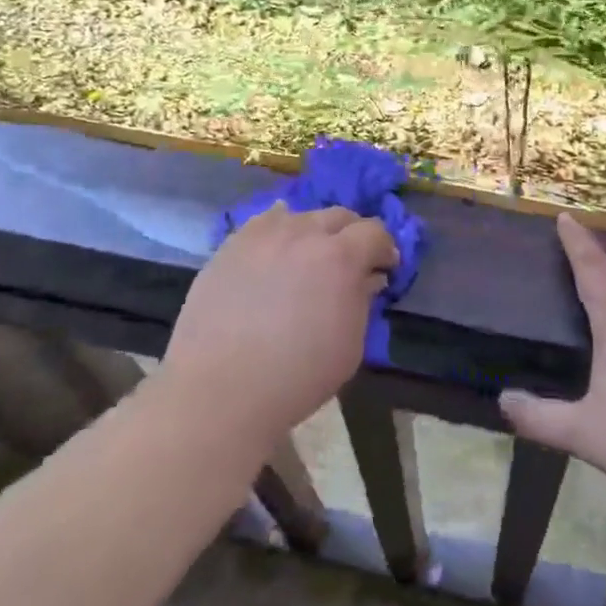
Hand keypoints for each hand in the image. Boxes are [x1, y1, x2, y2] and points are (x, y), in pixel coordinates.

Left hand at [163, 203, 398, 449]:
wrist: (220, 390)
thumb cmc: (297, 376)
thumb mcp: (350, 345)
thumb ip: (363, 301)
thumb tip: (368, 278)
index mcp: (340, 257)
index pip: (375, 232)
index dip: (385, 248)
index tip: (384, 268)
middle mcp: (304, 233)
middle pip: (339, 215)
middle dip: (353, 235)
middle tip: (351, 262)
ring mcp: (263, 235)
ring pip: (300, 215)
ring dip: (314, 232)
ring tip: (309, 257)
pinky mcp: (231, 245)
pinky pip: (263, 223)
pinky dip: (278, 230)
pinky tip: (276, 250)